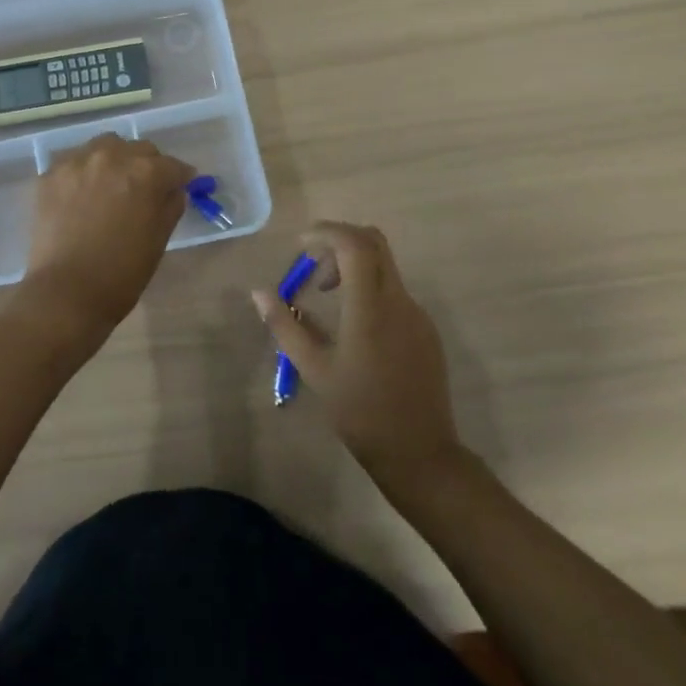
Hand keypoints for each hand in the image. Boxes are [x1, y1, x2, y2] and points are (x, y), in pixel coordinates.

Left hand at [15, 134, 196, 354]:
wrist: (67, 293)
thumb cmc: (122, 274)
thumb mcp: (159, 240)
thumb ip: (170, 206)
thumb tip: (174, 190)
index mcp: (145, 173)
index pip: (172, 165)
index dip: (179, 178)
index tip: (179, 186)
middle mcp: (112, 157)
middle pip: (138, 149)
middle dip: (147, 165)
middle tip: (144, 189)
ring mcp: (77, 163)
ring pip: (104, 147)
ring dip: (114, 161)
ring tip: (111, 186)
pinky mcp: (50, 175)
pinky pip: (74, 162)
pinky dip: (84, 173)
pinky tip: (82, 196)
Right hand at [252, 222, 465, 498]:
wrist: (419, 452)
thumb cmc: (359, 411)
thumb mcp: (313, 368)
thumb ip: (285, 325)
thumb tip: (259, 292)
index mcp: (370, 307)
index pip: (354, 244)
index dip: (326, 232)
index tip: (301, 245)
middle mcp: (399, 301)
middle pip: (374, 243)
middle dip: (340, 241)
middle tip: (314, 266)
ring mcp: (417, 314)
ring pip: (385, 266)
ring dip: (353, 265)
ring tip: (327, 296)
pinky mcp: (425, 330)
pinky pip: (395, 291)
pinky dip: (369, 287)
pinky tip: (353, 324)